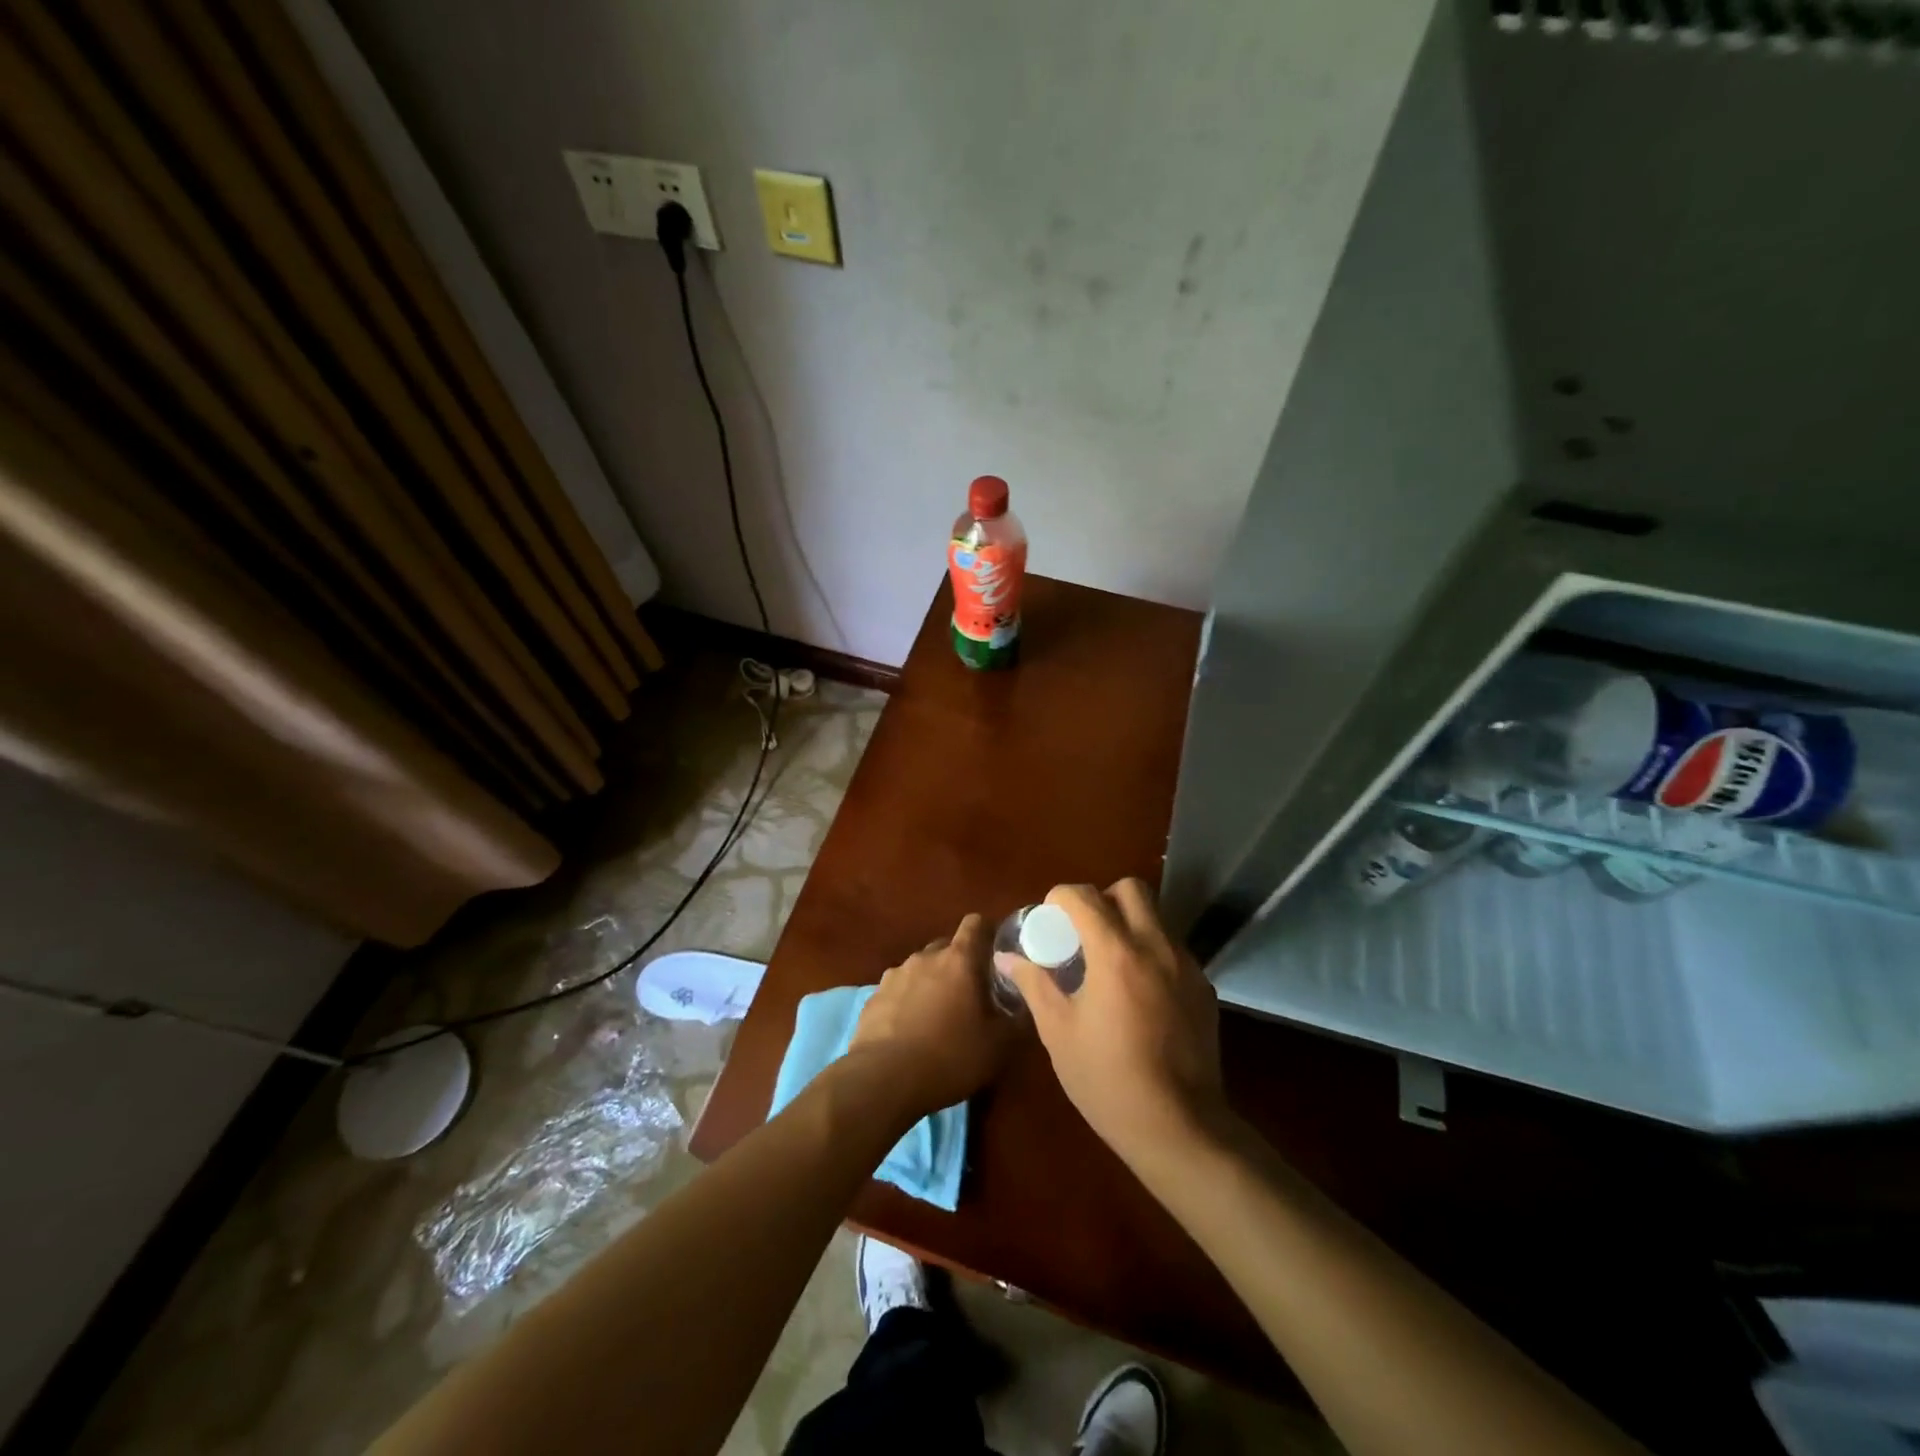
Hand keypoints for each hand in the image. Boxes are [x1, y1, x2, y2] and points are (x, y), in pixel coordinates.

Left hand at [849, 913, 1012, 1115]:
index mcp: (959, 960)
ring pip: (921, 969)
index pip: (975, 923)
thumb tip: (1028, 1005)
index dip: (988, 933)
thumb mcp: (998, 1045)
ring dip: (932, 983)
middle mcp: (925, 957)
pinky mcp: (873, 996)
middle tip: (971, 994)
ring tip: (938, 1016)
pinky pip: (898, 990)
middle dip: (960, 964)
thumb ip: (1017, 1019)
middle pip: (947, 947)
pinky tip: (910, 1030)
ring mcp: (895, 975)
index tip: (996, 954)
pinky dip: (907, 1001)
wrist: (884, 1079)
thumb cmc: (950, 1056)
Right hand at [1002, 880, 1229, 1169]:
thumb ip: (1035, 984)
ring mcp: (1186, 965)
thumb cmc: (1107, 1080)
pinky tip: (1139, 993)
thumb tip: (1007, 957)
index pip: (1084, 895)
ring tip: (1110, 963)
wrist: (1179, 1128)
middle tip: (1083, 932)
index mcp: (1115, 953)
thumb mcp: (1058, 1032)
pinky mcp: (1204, 987)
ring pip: (1156, 916)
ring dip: (1129, 923)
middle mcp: (1156, 946)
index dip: (1059, 898)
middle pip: (1131, 889)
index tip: (1049, 921)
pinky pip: (1173, 949)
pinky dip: (1151, 953)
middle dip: (1102, 898)